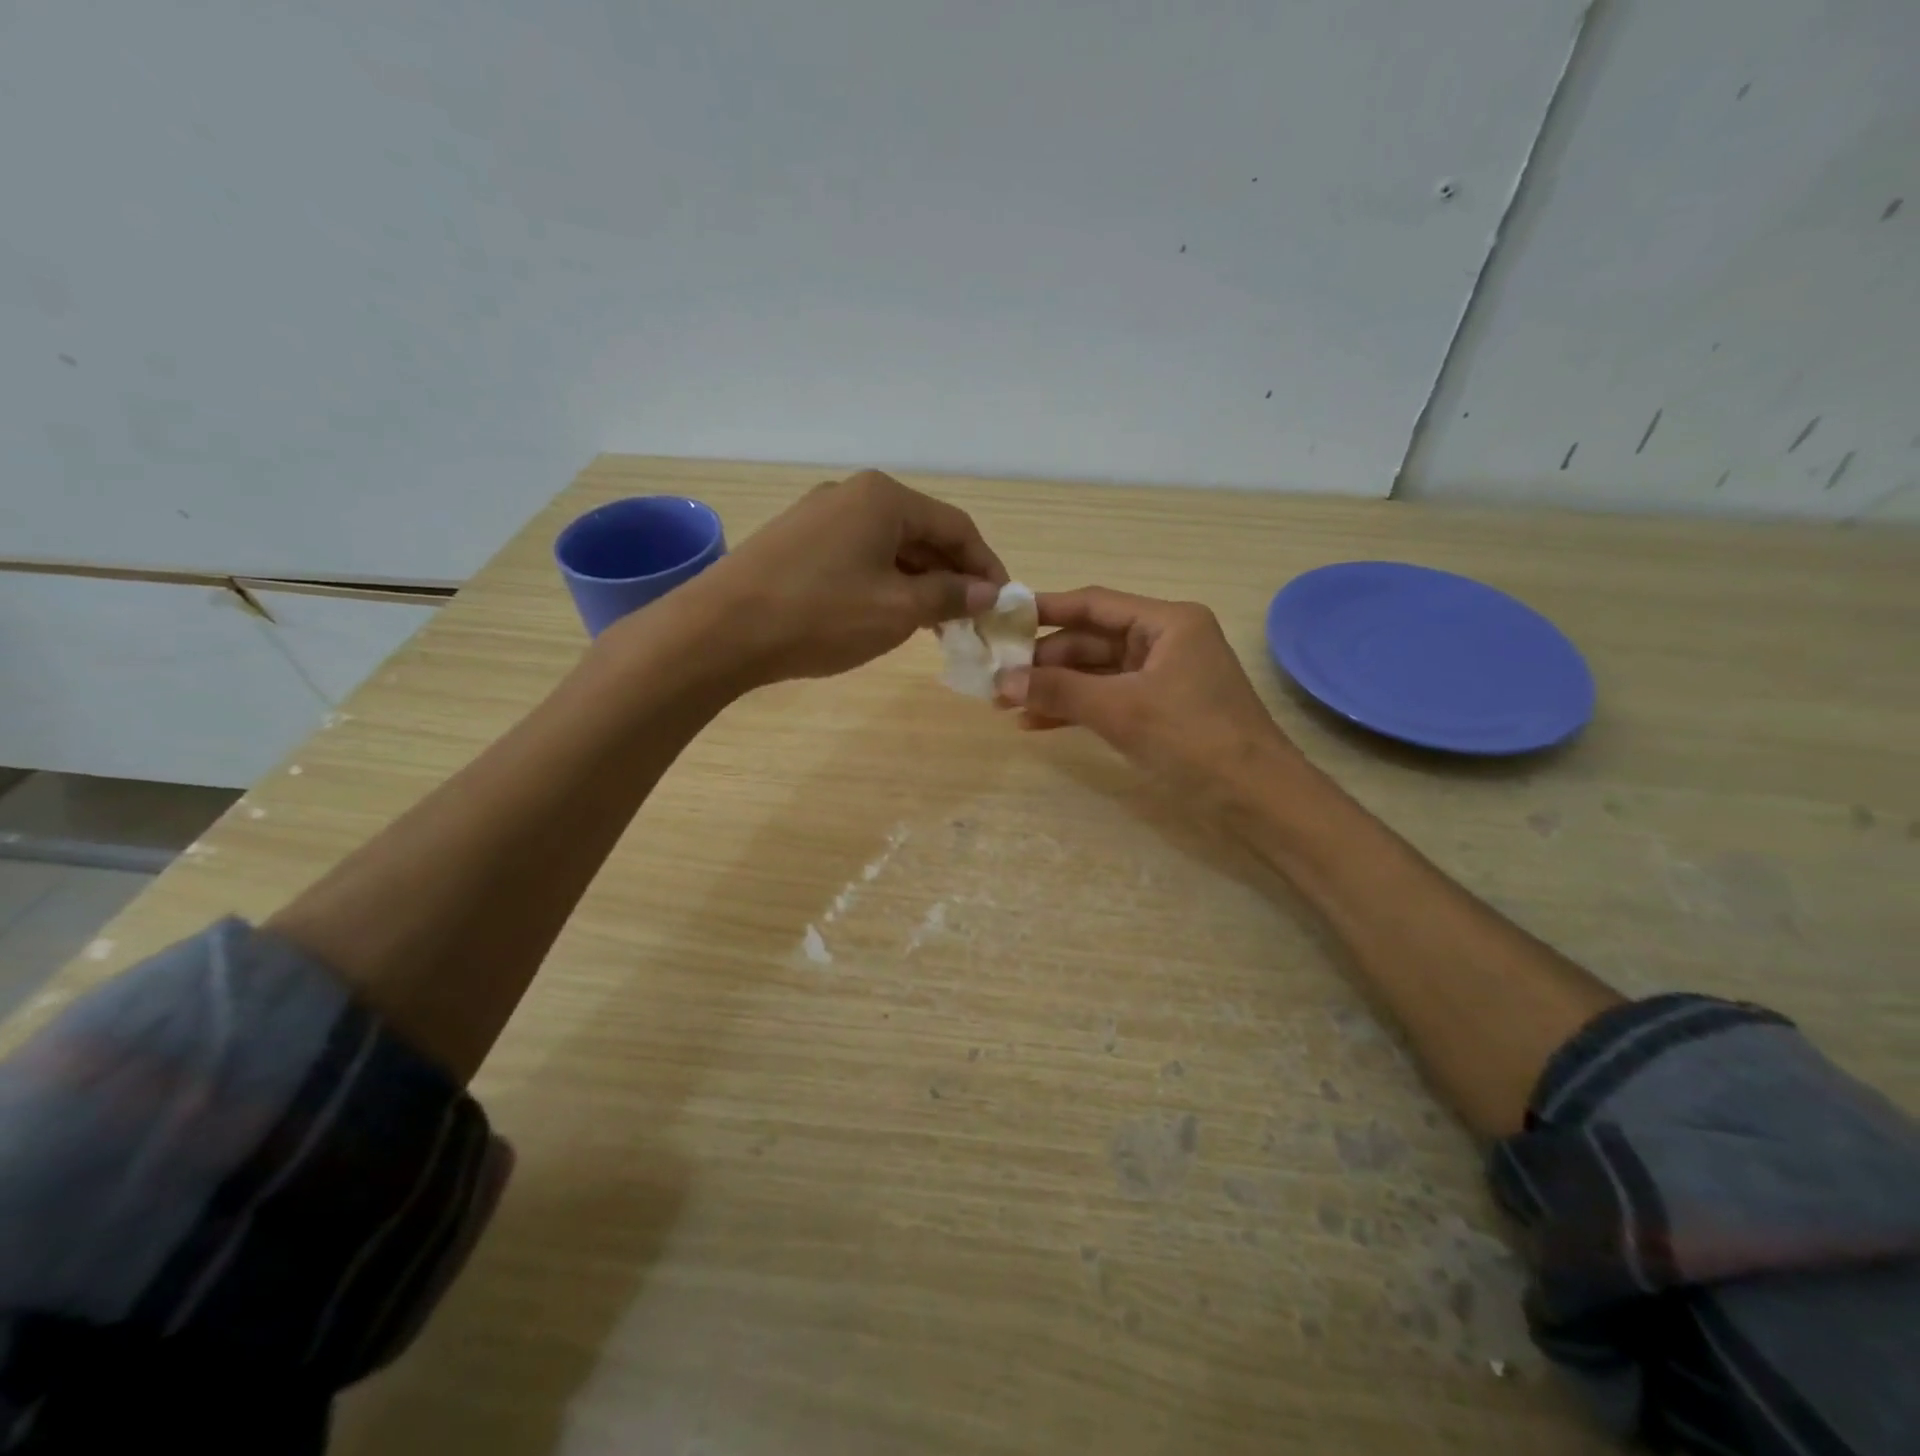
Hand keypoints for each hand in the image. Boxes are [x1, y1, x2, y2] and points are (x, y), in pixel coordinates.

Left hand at [695, 470, 1006, 684]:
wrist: (722, 629)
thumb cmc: (822, 615)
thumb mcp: (898, 610)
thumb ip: (950, 596)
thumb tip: (986, 592)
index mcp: (885, 498)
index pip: (957, 527)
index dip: (986, 566)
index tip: (1002, 604)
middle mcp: (853, 494)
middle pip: (922, 532)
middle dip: (952, 575)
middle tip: (970, 618)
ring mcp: (819, 515)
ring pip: (889, 546)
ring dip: (919, 581)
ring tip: (934, 623)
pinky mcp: (796, 541)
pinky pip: (858, 556)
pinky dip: (884, 582)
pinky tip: (887, 613)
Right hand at [997, 587, 1298, 792]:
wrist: (1256, 798)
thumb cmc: (1193, 739)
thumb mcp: (1121, 709)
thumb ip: (1060, 690)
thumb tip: (1002, 680)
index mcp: (1168, 622)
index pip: (1095, 604)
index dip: (1046, 610)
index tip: (1003, 618)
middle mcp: (1166, 641)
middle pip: (1092, 640)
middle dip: (1046, 661)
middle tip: (998, 678)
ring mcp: (1164, 678)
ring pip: (1097, 673)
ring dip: (1056, 688)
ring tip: (1008, 705)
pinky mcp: (1161, 711)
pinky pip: (1108, 699)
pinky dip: (1077, 709)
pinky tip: (1038, 723)